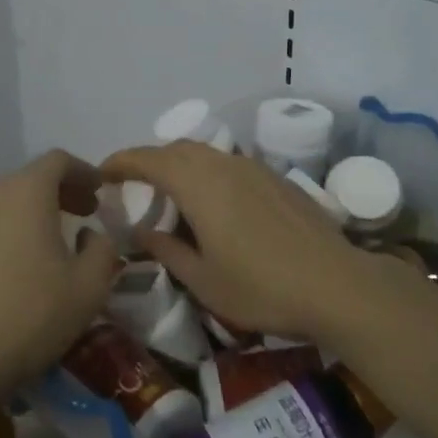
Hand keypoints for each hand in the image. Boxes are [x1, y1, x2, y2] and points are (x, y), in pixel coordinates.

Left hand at [0, 150, 120, 408]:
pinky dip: (13, 228)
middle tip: (86, 213)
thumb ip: (103, 249)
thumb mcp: (89, 286)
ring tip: (57, 239)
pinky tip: (24, 262)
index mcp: (26, 192)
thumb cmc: (32, 315)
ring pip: (8, 200)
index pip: (58, 160)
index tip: (101, 192)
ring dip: (36, 210)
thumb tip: (92, 235)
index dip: (85, 171)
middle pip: (31, 177)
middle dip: (63, 190)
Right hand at [100, 141, 409, 348]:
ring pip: (207, 154)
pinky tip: (216, 204)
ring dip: (182, 165)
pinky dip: (210, 173)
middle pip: (178, 149)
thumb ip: (168, 250)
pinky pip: (230, 164)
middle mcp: (224, 165)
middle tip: (135, 186)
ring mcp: (254, 168)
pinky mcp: (277, 178)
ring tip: (173, 194)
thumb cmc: (261, 287)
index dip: (122, 162)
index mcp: (199, 184)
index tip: (102, 172)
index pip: (149, 159)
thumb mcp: (203, 280)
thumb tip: (144, 230)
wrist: (335, 284)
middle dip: (151, 161)